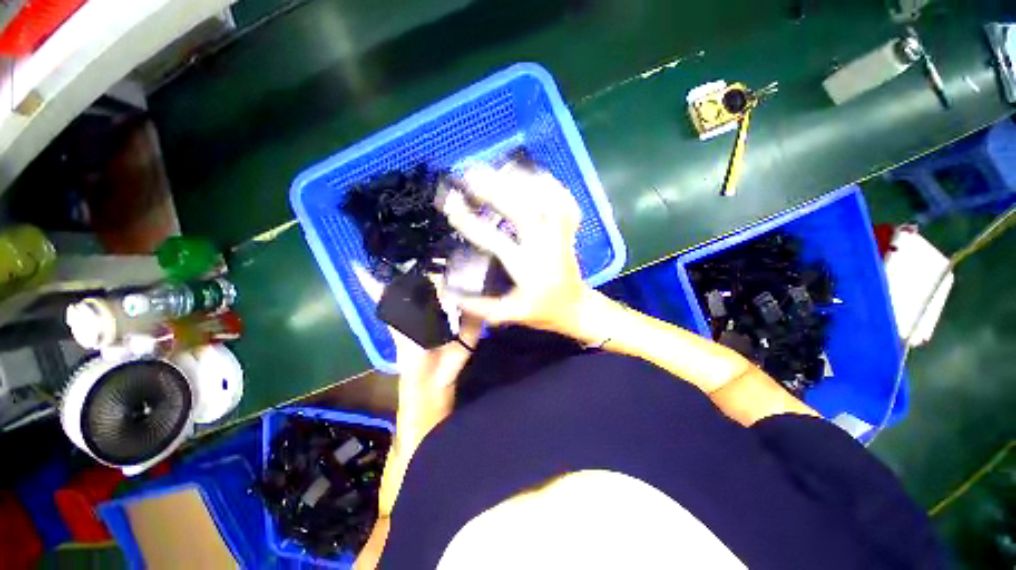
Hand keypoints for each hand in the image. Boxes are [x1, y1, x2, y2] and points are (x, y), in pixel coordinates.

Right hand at [441, 163, 589, 333]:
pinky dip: (550, 184)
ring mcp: (561, 235)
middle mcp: (545, 247)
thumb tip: (447, 292)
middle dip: (496, 189)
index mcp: (527, 270)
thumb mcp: (509, 315)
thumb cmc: (542, 312)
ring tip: (497, 167)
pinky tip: (534, 174)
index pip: (494, 241)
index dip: (470, 221)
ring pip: (546, 200)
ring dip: (522, 180)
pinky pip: (565, 201)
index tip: (450, 203)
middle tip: (470, 174)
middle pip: (523, 211)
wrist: (575, 308)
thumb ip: (479, 306)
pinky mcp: (570, 230)